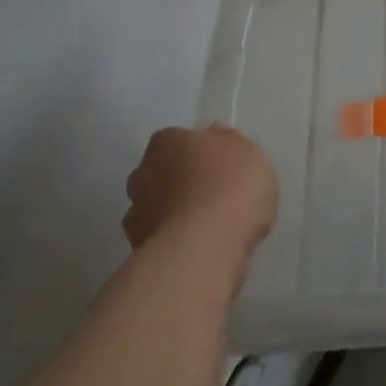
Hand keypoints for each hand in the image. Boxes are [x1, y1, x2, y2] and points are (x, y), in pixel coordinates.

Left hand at [122, 124, 278, 259]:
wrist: (205, 248)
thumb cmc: (231, 186)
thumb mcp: (248, 152)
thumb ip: (230, 143)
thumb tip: (214, 135)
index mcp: (167, 142)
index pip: (179, 140)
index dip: (201, 152)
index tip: (223, 165)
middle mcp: (142, 174)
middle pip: (163, 173)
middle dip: (182, 182)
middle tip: (216, 194)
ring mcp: (136, 215)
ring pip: (159, 207)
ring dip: (176, 213)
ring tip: (210, 226)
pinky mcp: (139, 251)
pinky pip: (163, 238)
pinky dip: (177, 240)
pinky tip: (202, 247)